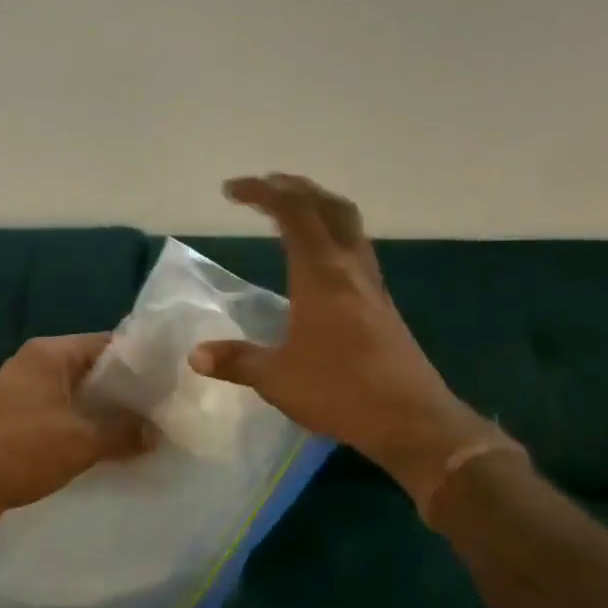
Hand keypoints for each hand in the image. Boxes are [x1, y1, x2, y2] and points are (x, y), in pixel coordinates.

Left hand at [0, 333, 158, 548]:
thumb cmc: (19, 451)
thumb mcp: (81, 441)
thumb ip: (124, 432)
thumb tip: (156, 432)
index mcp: (49, 354)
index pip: (108, 343)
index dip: (142, 360)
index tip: (173, 380)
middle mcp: (36, 366)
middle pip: (94, 371)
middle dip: (128, 393)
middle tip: (166, 412)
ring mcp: (24, 395)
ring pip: (79, 399)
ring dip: (107, 416)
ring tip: (146, 434)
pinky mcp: (17, 424)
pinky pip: (62, 419)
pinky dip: (85, 431)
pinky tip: (110, 452)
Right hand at [188, 174, 497, 503]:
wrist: (412, 420)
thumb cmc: (341, 391)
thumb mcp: (277, 378)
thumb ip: (236, 361)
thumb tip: (195, 355)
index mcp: (321, 274)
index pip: (293, 212)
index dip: (262, 192)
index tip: (231, 191)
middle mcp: (350, 269)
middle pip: (329, 206)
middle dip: (296, 188)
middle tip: (266, 187)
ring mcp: (371, 286)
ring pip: (349, 226)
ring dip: (319, 208)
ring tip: (291, 212)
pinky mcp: (382, 306)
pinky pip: (355, 251)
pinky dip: (332, 236)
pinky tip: (317, 263)